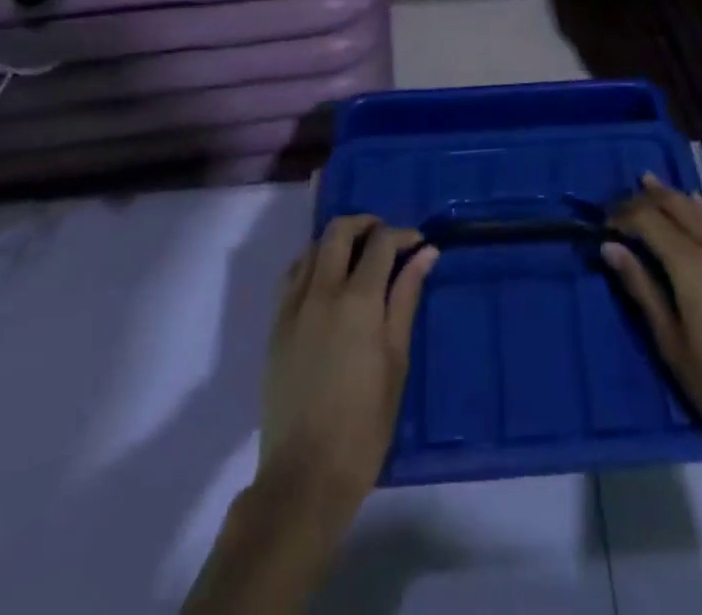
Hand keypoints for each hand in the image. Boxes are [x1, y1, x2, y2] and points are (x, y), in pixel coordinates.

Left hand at [256, 215, 437, 520]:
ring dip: (337, 242)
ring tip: (358, 260)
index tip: (418, 244)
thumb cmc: (364, 423)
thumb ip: (406, 298)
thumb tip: (425, 254)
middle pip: (338, 230)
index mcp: (357, 300)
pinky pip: (291, 275)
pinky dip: (311, 263)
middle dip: (366, 224)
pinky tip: (326, 282)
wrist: (305, 477)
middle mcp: (321, 291)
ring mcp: (292, 307)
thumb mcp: (396, 360)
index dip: (402, 235)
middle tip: (387, 241)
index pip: (380, 242)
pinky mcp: (275, 326)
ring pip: (311, 247)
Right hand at [603, 173, 701, 460]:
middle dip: (645, 199)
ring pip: (698, 211)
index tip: (601, 224)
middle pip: (675, 206)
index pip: (650, 220)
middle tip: (618, 204)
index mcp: (691, 264)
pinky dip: (696, 209)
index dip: (623, 215)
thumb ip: (641, 288)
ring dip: (671, 196)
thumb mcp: (670, 342)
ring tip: (648, 182)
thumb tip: (611, 247)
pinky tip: (693, 205)